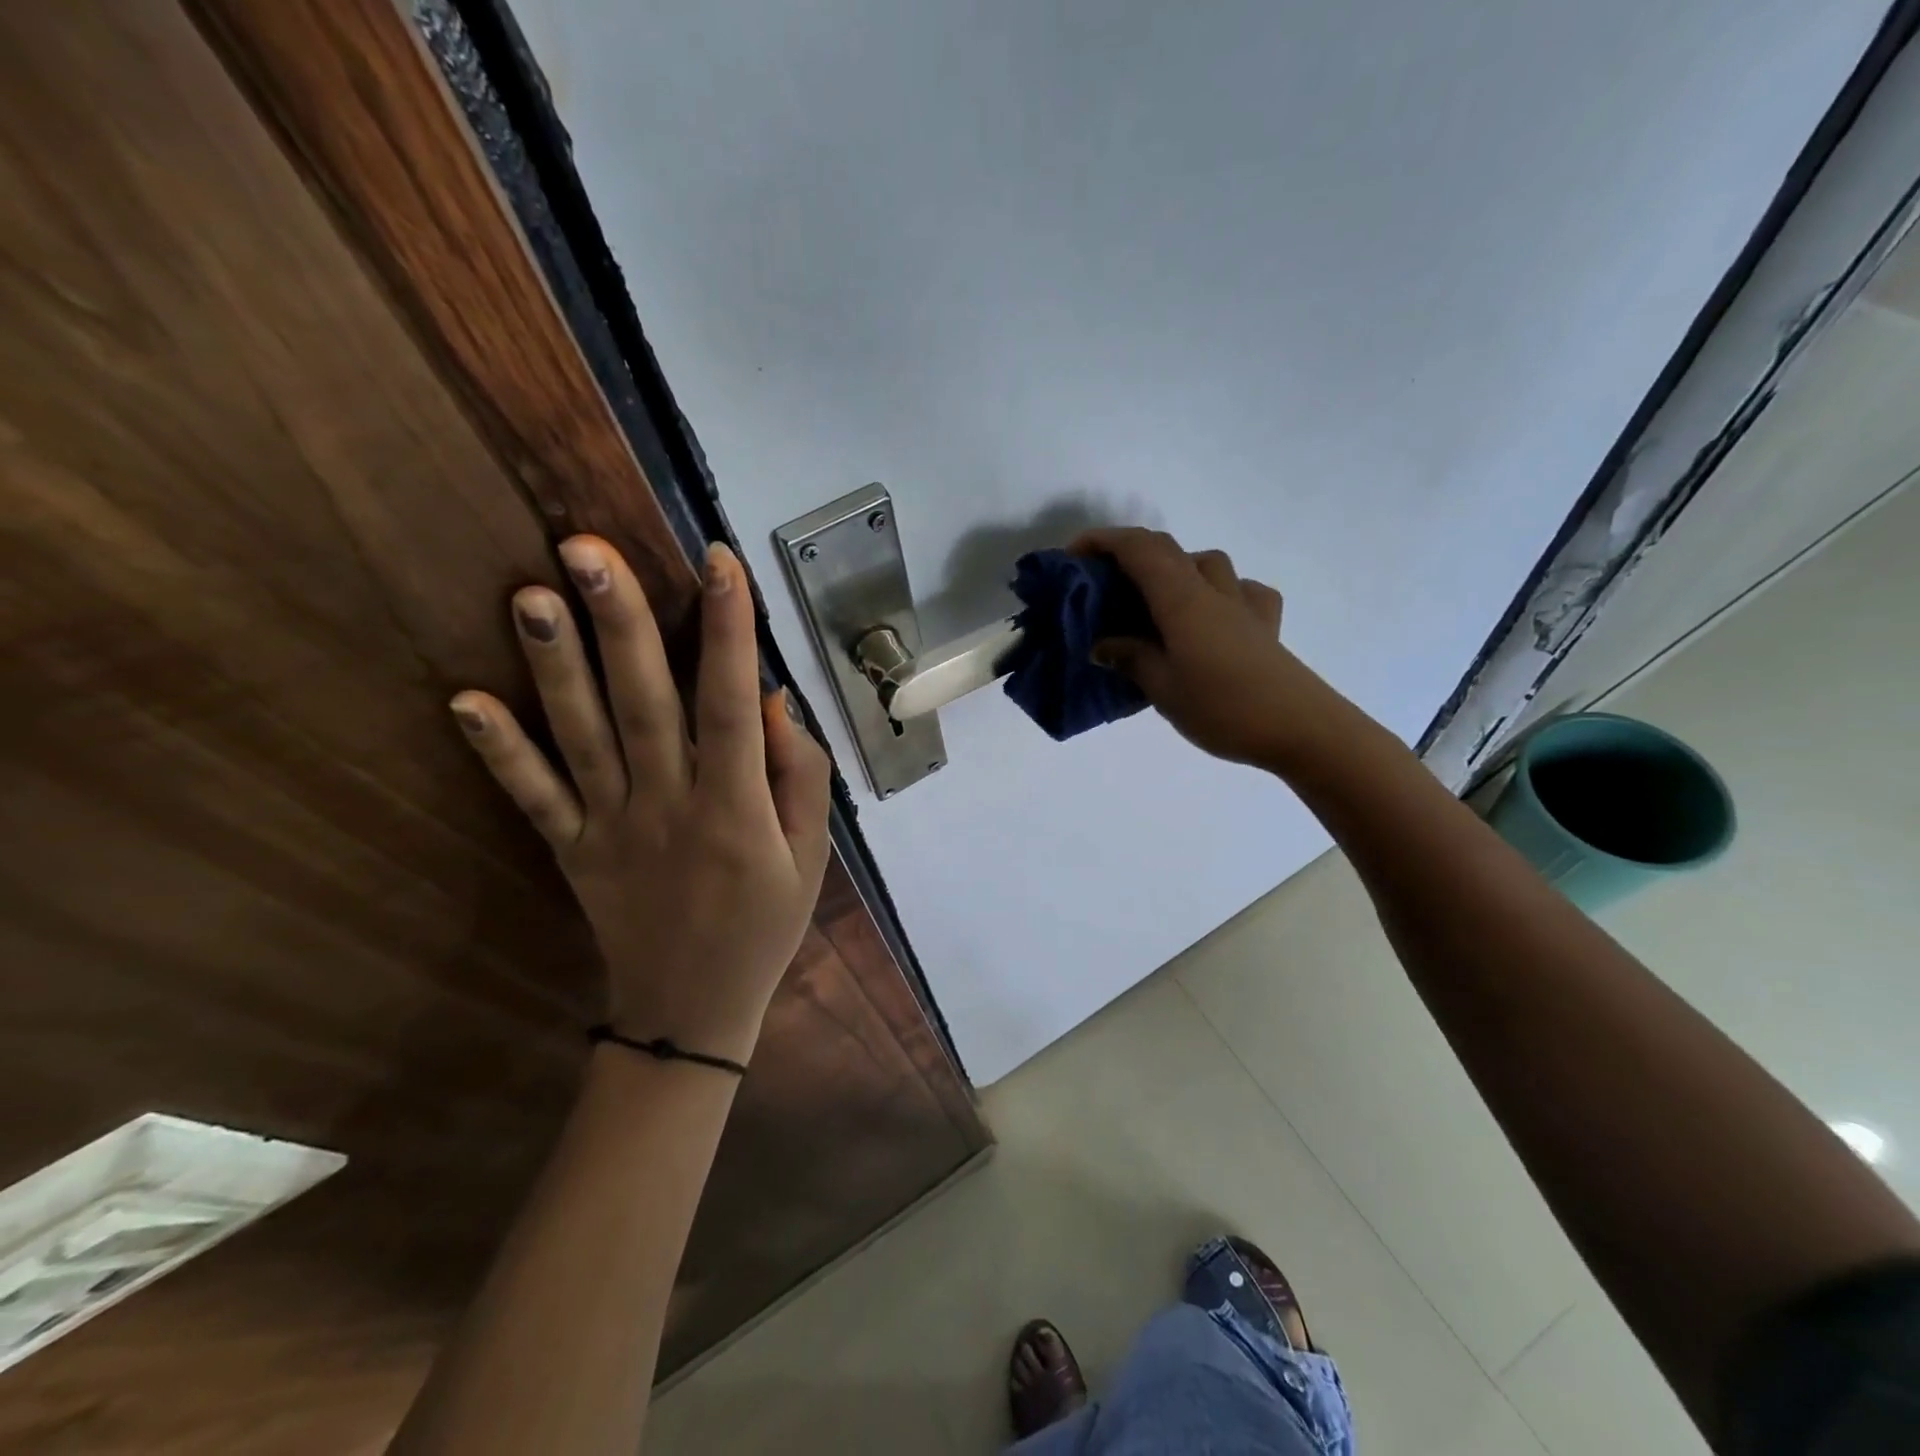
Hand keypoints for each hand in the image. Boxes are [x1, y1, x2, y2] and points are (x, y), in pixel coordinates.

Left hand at [450, 537, 831, 1065]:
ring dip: (555, 665)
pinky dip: (499, 752)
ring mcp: (611, 827)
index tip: (719, 561)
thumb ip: (802, 776)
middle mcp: (669, 805)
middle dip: (621, 622)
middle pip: (645, 703)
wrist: (691, 1010)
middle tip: (587, 549)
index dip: (728, 630)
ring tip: (530, 594)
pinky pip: (534, 798)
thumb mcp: (812, 855)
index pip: (731, 704)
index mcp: (736, 807)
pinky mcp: (571, 850)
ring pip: (582, 736)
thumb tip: (771, 700)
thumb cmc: (765, 925)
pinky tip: (465, 702)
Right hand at [1073, 527, 1341, 768]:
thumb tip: (1102, 645)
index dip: (1103, 541)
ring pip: (1206, 564)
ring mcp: (1244, 604)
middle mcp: (1213, 590)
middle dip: (1130, 555)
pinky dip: (1218, 592)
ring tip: (1154, 602)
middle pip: (1168, 550)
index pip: (1139, 549)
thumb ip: (1130, 659)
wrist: (1301, 729)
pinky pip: (1241, 591)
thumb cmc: (1224, 708)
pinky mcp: (1266, 625)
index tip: (1073, 555)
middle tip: (1103, 585)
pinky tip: (1212, 616)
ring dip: (1174, 569)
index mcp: (1182, 599)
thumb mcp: (1163, 688)